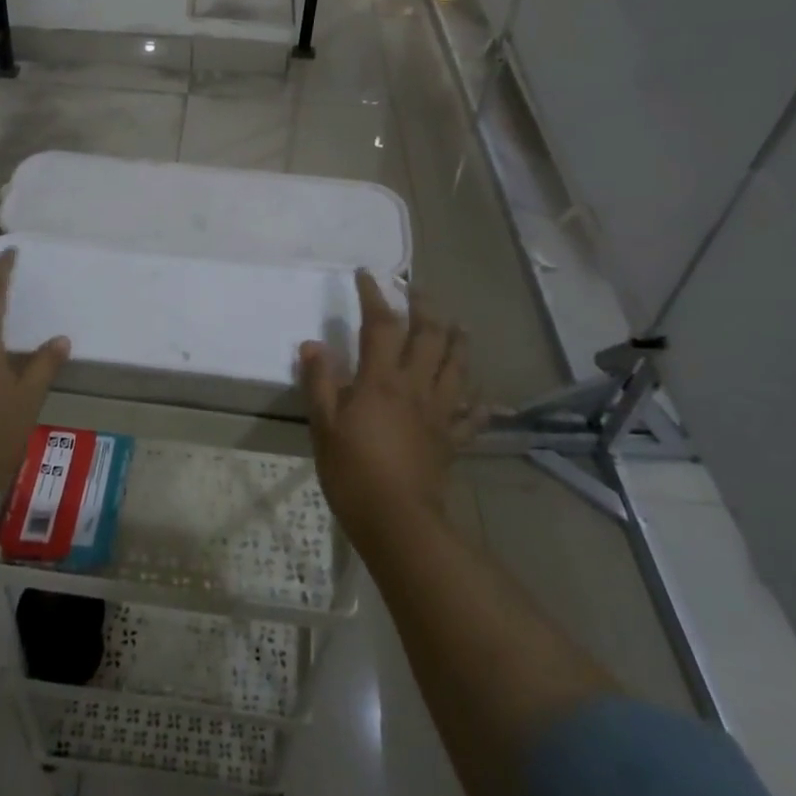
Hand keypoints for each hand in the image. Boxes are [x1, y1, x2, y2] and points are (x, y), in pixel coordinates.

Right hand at [299, 271, 476, 532]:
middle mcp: (416, 386)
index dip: (374, 295)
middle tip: (417, 289)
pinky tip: (483, 396)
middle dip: (425, 306)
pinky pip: (472, 414)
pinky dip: (479, 401)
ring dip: (459, 340)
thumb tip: (313, 344)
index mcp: (382, 380)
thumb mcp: (324, 425)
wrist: (398, 520)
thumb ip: (319, 382)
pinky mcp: (453, 438)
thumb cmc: (353, 471)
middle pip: (429, 335)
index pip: (381, 324)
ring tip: (458, 324)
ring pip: (458, 366)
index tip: (368, 274)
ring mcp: (440, 411)